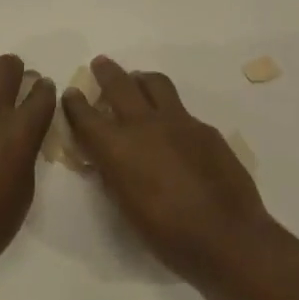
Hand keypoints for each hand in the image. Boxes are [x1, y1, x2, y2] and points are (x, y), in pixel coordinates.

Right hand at [62, 56, 275, 279]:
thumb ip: (113, 174)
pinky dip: (169, 110)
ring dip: (141, 79)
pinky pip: (182, 110)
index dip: (75, 102)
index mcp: (117, 147)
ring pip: (155, 84)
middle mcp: (144, 124)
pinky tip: (173, 127)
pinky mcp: (205, 128)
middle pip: (120, 84)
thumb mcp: (125, 207)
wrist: (225, 235)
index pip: (86, 115)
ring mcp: (179, 122)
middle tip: (101, 64)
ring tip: (137, 81)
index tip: (72, 93)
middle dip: (106, 72)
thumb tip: (108, 159)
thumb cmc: (166, 234)